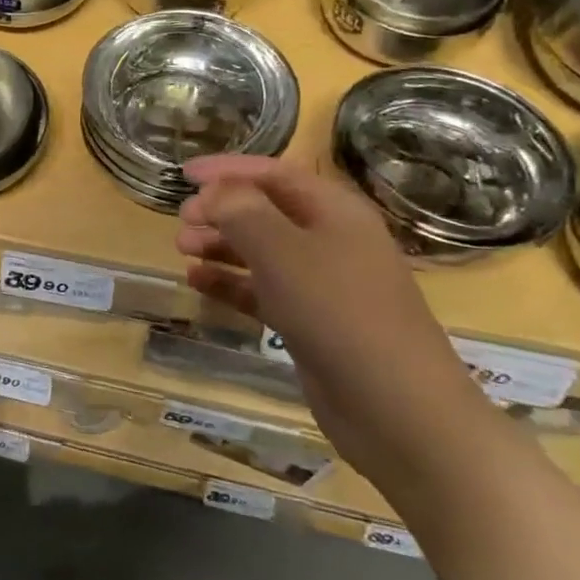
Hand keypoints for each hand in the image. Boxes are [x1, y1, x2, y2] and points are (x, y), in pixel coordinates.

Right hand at [174, 154, 486, 475]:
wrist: (398, 410)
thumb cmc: (339, 312)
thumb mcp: (282, 250)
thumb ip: (241, 211)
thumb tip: (213, 193)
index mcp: (335, 212)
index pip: (274, 174)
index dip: (227, 169)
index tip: (183, 174)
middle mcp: (331, 241)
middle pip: (266, 210)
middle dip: (220, 210)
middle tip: (181, 221)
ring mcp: (323, 285)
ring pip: (261, 251)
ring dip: (220, 244)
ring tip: (183, 249)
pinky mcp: (311, 323)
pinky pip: (262, 290)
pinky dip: (230, 283)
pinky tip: (197, 282)